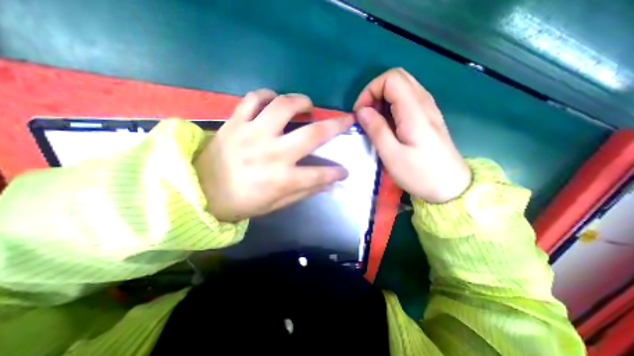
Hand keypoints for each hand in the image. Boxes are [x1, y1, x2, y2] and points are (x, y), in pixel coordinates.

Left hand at [195, 89, 351, 222]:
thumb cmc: (241, 203)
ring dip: (302, 101)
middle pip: (313, 134)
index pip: (320, 174)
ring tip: (308, 105)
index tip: (344, 170)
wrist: (200, 191)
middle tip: (346, 120)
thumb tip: (327, 183)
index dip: (336, 173)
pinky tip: (274, 101)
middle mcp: (272, 153)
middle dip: (336, 126)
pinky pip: (253, 98)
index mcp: (282, 179)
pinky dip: (267, 95)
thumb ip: (303, 192)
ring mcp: (253, 134)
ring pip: (284, 106)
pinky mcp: (235, 122)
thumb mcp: (275, 205)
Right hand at [355, 69, 466, 203]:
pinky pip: (407, 100)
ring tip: (374, 121)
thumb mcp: (392, 155)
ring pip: (402, 87)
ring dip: (383, 99)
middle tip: (366, 115)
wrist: (451, 186)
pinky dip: (391, 106)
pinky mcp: (428, 117)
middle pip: (398, 78)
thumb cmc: (420, 173)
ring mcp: (428, 108)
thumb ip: (376, 129)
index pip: (391, 79)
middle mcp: (424, 102)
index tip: (361, 112)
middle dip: (375, 92)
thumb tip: (362, 111)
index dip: (370, 90)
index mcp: (414, 110)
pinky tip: (387, 125)